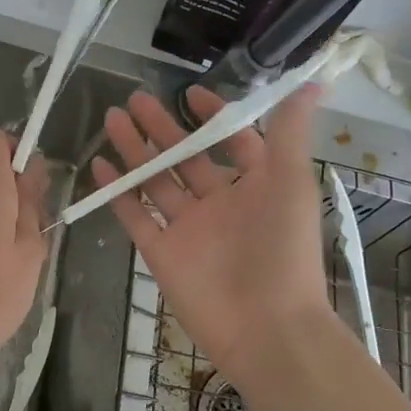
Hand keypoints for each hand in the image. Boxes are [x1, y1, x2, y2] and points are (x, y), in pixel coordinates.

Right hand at [93, 85, 329, 377]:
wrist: (265, 327)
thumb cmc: (283, 251)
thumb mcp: (291, 184)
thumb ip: (288, 134)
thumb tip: (310, 82)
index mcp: (255, 186)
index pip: (231, 142)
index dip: (213, 117)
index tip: (190, 93)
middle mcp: (219, 203)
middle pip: (184, 158)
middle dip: (161, 128)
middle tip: (135, 99)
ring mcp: (187, 228)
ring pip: (155, 181)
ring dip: (135, 151)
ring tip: (112, 119)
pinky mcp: (161, 252)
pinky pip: (135, 215)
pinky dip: (118, 192)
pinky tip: (100, 166)